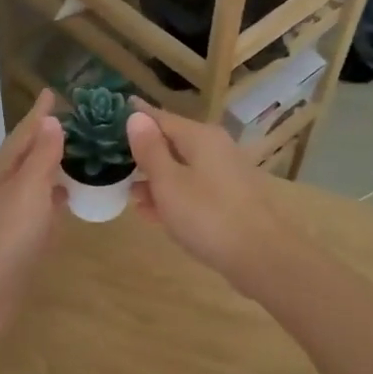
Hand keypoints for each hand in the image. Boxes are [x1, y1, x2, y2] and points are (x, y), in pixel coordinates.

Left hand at [0, 89, 65, 338]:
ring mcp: (4, 217)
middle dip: (47, 140)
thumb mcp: (27, 188)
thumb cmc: (4, 235)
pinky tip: (65, 204)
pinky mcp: (13, 243)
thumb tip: (50, 122)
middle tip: (77, 125)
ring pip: (31, 185)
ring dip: (51, 171)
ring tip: (78, 159)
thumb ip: (42, 156)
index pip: (23, 133)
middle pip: (25, 157)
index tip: (52, 92)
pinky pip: (36, 212)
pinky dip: (51, 202)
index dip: (39, 114)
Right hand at [124, 101, 296, 290]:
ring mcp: (225, 174)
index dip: (135, 117)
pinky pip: (193, 190)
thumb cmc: (207, 215)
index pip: (160, 117)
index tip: (110, 117)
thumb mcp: (168, 183)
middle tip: (113, 162)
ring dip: (155, 179)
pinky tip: (153, 214)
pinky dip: (173, 197)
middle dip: (143, 153)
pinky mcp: (229, 200)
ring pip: (181, 169)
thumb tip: (136, 116)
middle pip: (172, 143)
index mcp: (200, 136)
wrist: (261, 257)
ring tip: (129, 194)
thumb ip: (150, 150)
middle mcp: (215, 148)